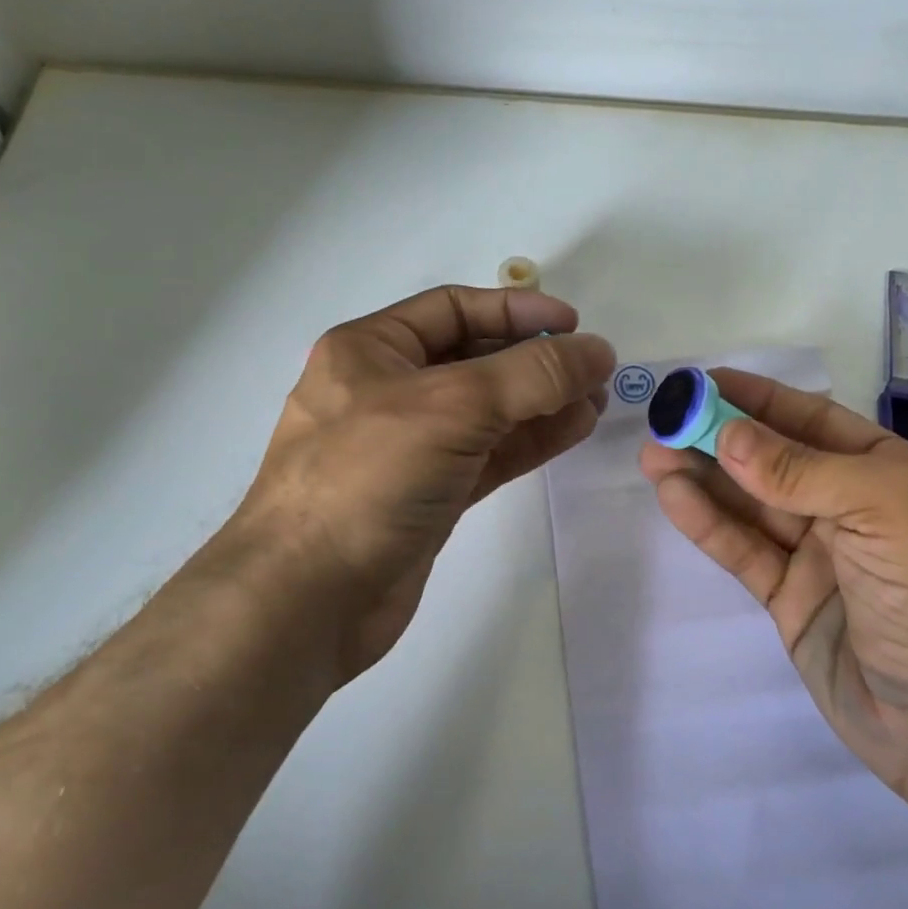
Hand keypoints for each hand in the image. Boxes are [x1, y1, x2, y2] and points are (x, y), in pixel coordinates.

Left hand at [223, 285, 614, 682]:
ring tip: (596, 401)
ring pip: (487, 412)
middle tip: (594, 370)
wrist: (308, 598)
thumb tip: (599, 351)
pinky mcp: (429, 494)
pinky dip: (529, 441)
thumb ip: (532, 374)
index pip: (454, 309)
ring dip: (541, 403)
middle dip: (535, 361)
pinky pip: (487, 454)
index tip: (573, 325)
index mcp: (371, 350)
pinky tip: (572, 430)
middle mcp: (387, 390)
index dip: (516, 310)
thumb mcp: (453, 406)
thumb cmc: (368, 478)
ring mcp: (409, 446)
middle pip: (475, 359)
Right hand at [640, 370, 907, 803]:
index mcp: (887, 472)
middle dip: (718, 437)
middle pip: (772, 460)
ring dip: (702, 477)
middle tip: (663, 422)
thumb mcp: (883, 509)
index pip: (811, 420)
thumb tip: (727, 436)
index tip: (702, 383)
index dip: (756, 399)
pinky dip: (708, 524)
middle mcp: (850, 506)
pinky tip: (673, 497)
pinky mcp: (789, 598)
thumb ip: (802, 471)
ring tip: (652, 455)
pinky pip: (743, 551)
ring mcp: (818, 555)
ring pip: (750, 504)